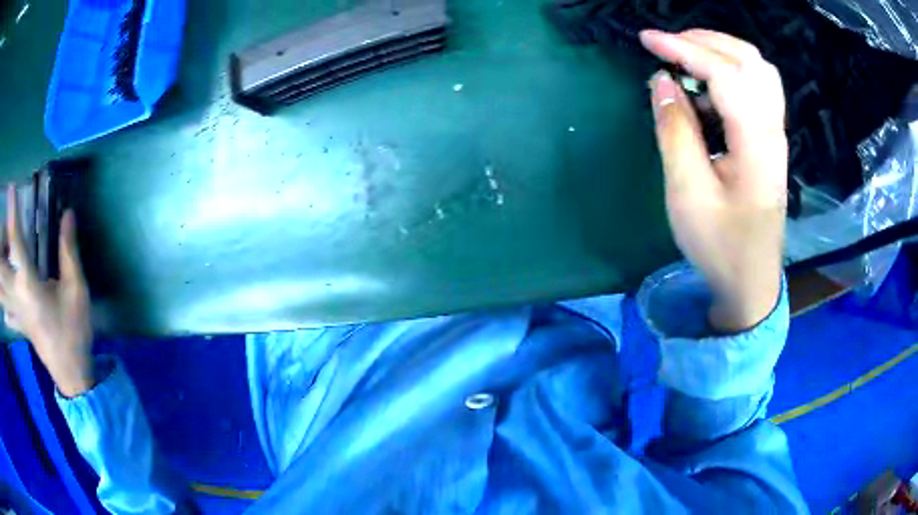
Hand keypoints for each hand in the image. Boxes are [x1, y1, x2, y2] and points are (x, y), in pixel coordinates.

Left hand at [1, 185, 93, 396]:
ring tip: (1, 254)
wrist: (73, 374)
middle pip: (0, 269)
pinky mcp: (19, 326)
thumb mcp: (77, 289)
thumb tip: (68, 213)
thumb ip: (69, 250)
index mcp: (29, 285)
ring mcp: (16, 313)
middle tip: (2, 228)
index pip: (15, 242)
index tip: (10, 189)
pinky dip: (2, 302)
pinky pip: (5, 312)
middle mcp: (17, 297)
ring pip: (0, 291)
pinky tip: (3, 298)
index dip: (12, 213)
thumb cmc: (74, 330)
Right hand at [639, 29, 788, 331]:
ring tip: (685, 57)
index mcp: (756, 142)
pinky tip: (707, 86)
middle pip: (749, 59)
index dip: (684, 49)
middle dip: (704, 40)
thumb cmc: (720, 245)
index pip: (724, 72)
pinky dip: (730, 72)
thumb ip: (675, 131)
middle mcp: (773, 129)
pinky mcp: (770, 140)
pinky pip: (757, 88)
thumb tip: (661, 81)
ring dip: (721, 51)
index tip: (646, 40)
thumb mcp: (688, 193)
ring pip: (757, 69)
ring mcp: (775, 134)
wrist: (751, 281)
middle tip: (666, 44)